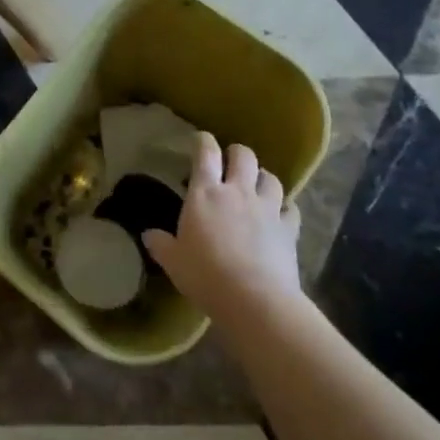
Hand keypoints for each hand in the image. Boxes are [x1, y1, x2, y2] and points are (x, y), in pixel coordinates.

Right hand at [145, 135, 303, 321]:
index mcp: (205, 193)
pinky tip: (280, 214)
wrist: (255, 300)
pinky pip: (291, 208)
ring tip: (256, 185)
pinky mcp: (289, 229)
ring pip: (271, 177)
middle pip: (244, 156)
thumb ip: (161, 244)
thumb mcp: (173, 262)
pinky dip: (285, 207)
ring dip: (263, 177)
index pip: (206, 153)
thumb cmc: (206, 275)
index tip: (200, 139)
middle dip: (236, 153)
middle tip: (230, 163)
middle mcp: (238, 192)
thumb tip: (148, 235)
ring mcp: (267, 208)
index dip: (203, 141)